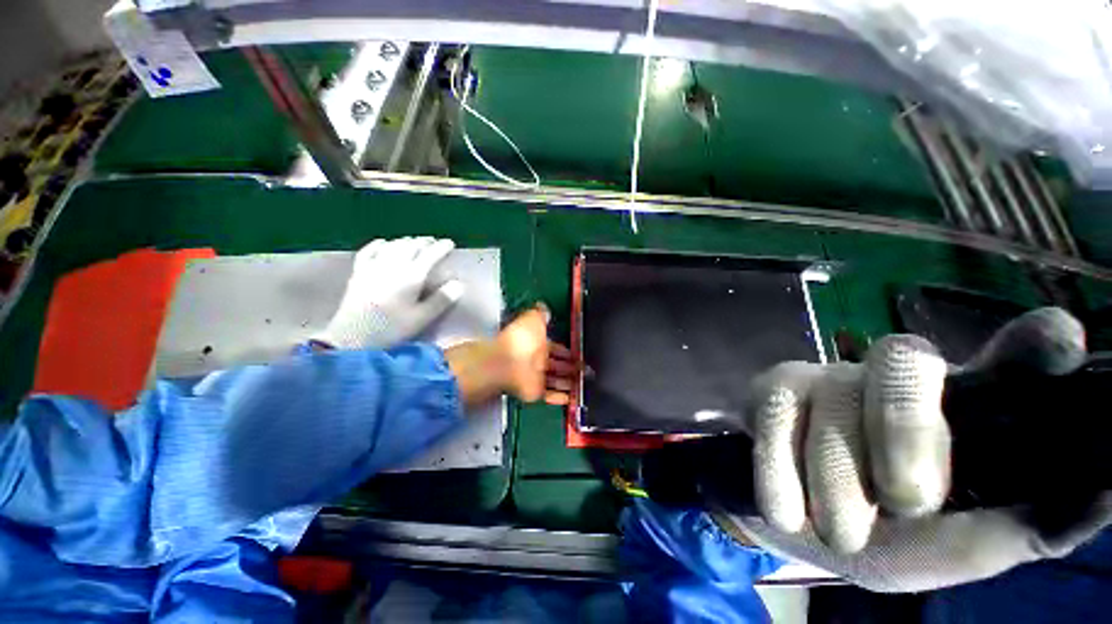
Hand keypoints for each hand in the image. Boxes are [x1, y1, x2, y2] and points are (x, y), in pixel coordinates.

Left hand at [313, 237, 464, 349]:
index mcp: (411, 276)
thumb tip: (459, 284)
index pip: (430, 255)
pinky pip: (369, 251)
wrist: (351, 338)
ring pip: (392, 245)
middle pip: (411, 246)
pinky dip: (380, 244)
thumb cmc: (391, 329)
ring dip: (406, 241)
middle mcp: (393, 265)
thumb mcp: (422, 318)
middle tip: (434, 242)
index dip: (441, 247)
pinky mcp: (359, 272)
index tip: (450, 243)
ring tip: (414, 242)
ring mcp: (373, 267)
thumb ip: (441, 300)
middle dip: (424, 241)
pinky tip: (384, 243)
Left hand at [445, 305, 582, 407]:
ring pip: (556, 381)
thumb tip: (543, 307)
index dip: (567, 351)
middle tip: (585, 370)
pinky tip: (571, 397)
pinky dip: (560, 398)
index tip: (579, 353)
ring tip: (583, 384)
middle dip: (571, 367)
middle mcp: (537, 361)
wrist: (507, 362)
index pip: (556, 348)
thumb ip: (540, 314)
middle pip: (558, 365)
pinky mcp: (535, 392)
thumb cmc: (521, 338)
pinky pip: (550, 396)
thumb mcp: (532, 319)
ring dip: (569, 383)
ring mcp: (536, 377)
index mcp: (537, 344)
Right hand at [715, 307, 1111, 592]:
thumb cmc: (888, 540)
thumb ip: (1020, 528)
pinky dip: (779, 471)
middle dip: (904, 432)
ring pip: (834, 403)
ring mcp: (826, 376)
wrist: (793, 522)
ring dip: (834, 483)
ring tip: (835, 530)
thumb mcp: (954, 547)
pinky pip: (773, 414)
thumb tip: (1101, 493)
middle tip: (905, 503)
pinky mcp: (773, 386)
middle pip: (905, 362)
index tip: (1061, 335)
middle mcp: (895, 378)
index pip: (1009, 360)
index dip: (1032, 344)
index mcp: (961, 410)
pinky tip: (786, 507)